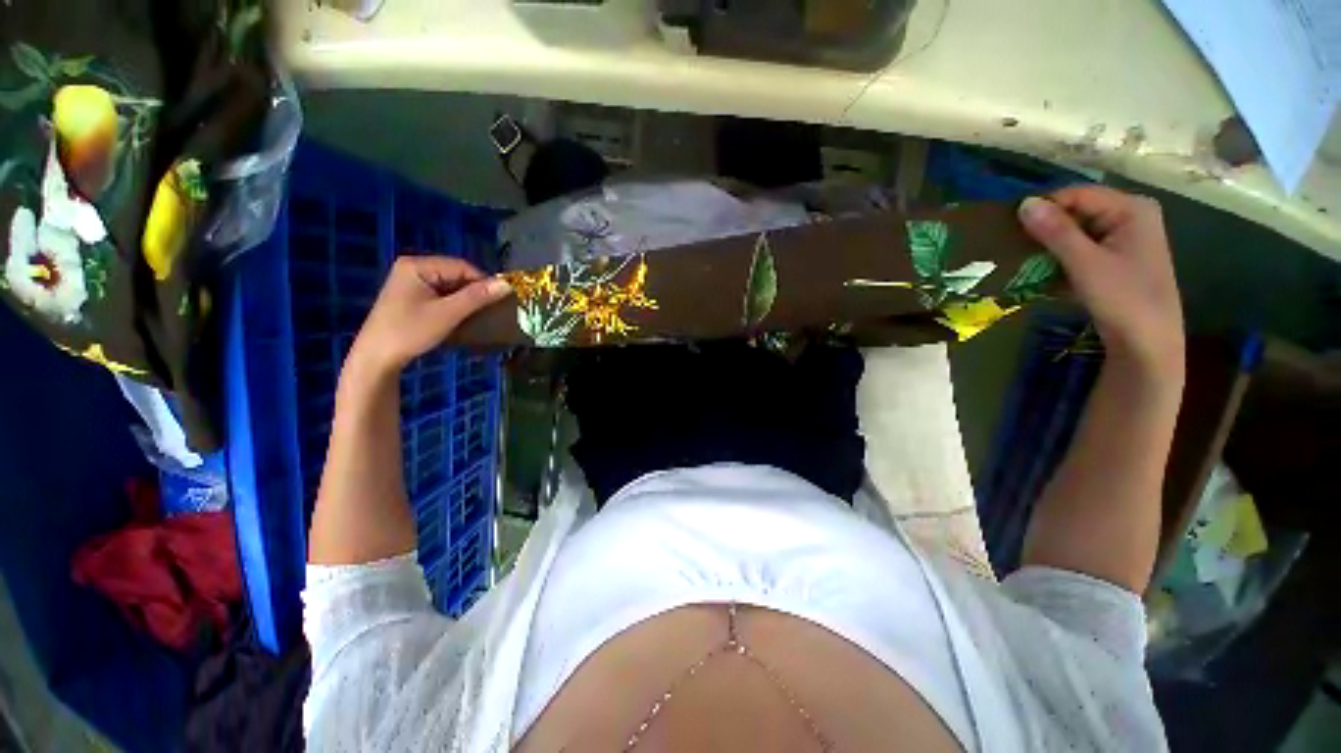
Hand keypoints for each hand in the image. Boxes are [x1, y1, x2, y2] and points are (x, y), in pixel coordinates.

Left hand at [346, 256, 511, 377]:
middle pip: (456, 274)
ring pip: (450, 285)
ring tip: (479, 314)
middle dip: (474, 291)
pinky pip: (441, 294)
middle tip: (490, 310)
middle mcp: (413, 268)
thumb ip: (477, 297)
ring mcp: (411, 282)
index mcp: (417, 265)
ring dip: (466, 299)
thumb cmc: (410, 331)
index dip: (483, 281)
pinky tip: (462, 317)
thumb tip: (507, 285)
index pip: (461, 266)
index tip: (500, 300)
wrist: (377, 357)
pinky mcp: (411, 296)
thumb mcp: (448, 313)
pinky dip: (455, 304)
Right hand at [1019, 186, 1183, 375]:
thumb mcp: (1085, 263)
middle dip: (1047, 229)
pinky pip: (1082, 249)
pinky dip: (1062, 259)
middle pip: (1078, 212)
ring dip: (1051, 247)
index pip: (1077, 195)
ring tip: (1025, 262)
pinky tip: (1046, 274)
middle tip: (1015, 248)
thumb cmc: (1122, 299)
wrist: (1148, 343)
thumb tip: (1024, 203)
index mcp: (1131, 208)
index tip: (1012, 229)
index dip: (1044, 209)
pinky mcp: (1117, 258)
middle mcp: (1131, 216)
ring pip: (1077, 232)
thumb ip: (1055, 231)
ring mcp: (1125, 238)